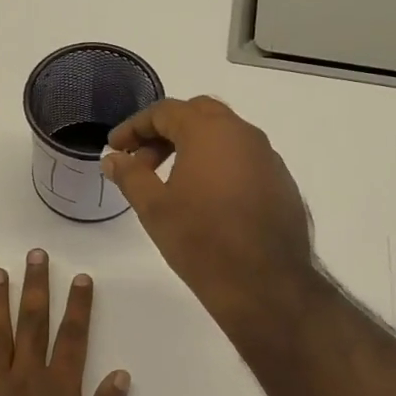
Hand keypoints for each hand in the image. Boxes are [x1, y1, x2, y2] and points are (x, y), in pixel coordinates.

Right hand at [102, 96, 317, 324]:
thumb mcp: (154, 208)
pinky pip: (243, 159)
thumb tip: (113, 158)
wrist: (265, 283)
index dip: (135, 127)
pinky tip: (207, 198)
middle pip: (198, 114)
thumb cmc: (201, 240)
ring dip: (194, 146)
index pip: (165, 111)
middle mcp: (244, 133)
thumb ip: (130, 175)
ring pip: (225, 135)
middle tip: (143, 161)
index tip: (116, 148)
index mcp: (209, 131)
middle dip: (165, 131)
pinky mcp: (281, 181)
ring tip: (171, 181)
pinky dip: (219, 164)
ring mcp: (268, 157)